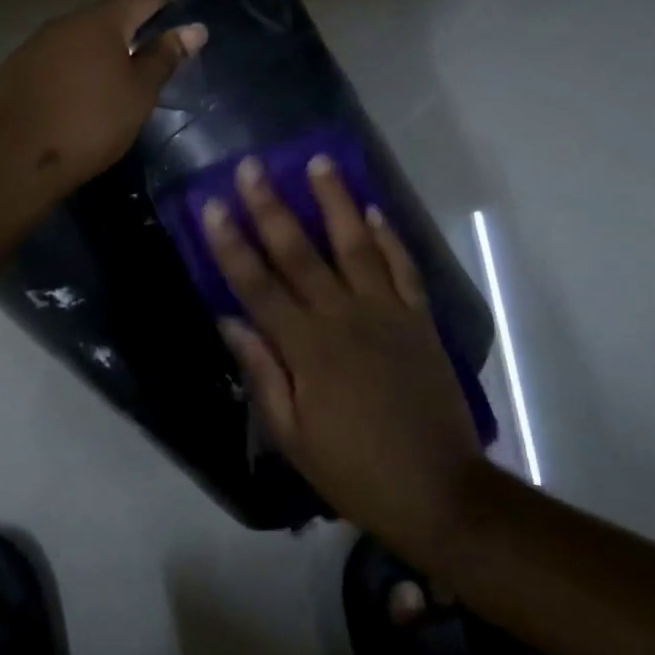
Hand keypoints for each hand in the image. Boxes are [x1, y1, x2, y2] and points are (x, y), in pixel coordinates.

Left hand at [0, 0, 206, 194]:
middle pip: (107, 18)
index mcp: (99, 20)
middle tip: (144, 78)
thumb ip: (165, 57)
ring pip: (77, 42)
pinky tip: (71, 107)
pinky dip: (69, 76)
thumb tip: (195, 28)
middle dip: (130, 40)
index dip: (166, 14)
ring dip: (97, 59)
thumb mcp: (139, 94)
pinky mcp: (13, 70)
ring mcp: (33, 45)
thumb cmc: (91, 123)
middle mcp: (63, 22)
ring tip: (108, 96)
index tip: (175, 46)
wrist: (16, 160)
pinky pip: (52, 63)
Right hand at [204, 155, 485, 571]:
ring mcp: (387, 314)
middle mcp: (344, 318)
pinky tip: (374, 209)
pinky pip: (404, 268)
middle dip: (272, 207)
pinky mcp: (420, 320)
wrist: (442, 492)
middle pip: (300, 253)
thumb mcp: (293, 437)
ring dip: (336, 202)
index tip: (213, 205)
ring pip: (356, 246)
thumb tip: (228, 321)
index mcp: (307, 349)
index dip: (231, 244)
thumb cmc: (355, 470)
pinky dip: (390, 237)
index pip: (258, 285)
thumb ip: (261, 373)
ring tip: (320, 162)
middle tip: (253, 165)